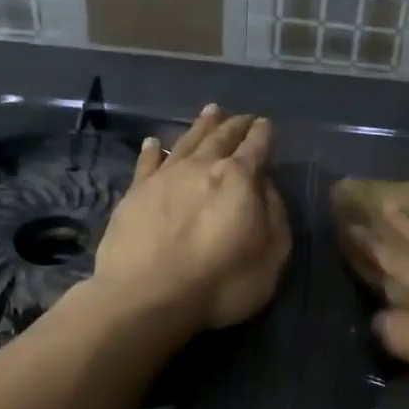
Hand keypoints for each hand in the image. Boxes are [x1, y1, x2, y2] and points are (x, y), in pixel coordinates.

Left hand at [93, 104, 290, 331]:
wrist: (147, 297)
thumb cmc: (220, 282)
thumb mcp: (271, 256)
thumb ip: (274, 216)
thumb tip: (265, 188)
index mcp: (239, 179)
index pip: (256, 147)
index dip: (263, 134)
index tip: (266, 124)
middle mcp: (202, 167)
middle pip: (222, 137)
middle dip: (235, 125)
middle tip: (243, 117)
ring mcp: (164, 177)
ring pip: (187, 141)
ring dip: (201, 126)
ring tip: (211, 111)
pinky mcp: (134, 193)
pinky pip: (146, 163)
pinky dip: (151, 150)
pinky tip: (153, 142)